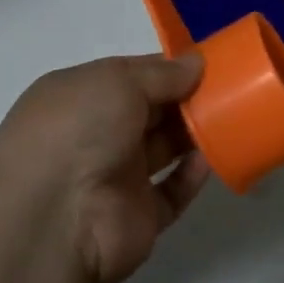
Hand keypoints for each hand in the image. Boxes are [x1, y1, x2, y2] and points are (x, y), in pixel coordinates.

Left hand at [0, 54, 209, 282]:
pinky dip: (192, 176)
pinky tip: (210, 160)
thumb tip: (197, 62)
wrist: (52, 220)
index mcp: (81, 97)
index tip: (208, 62)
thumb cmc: (78, 131)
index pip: (132, 76)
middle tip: (231, 88)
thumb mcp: (117, 81)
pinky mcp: (137, 217)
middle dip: (188, 98)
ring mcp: (115, 178)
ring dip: (195, 134)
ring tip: (232, 118)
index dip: (168, 68)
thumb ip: (162, 73)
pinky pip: (172, 192)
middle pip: (152, 111)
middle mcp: (96, 135)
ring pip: (164, 149)